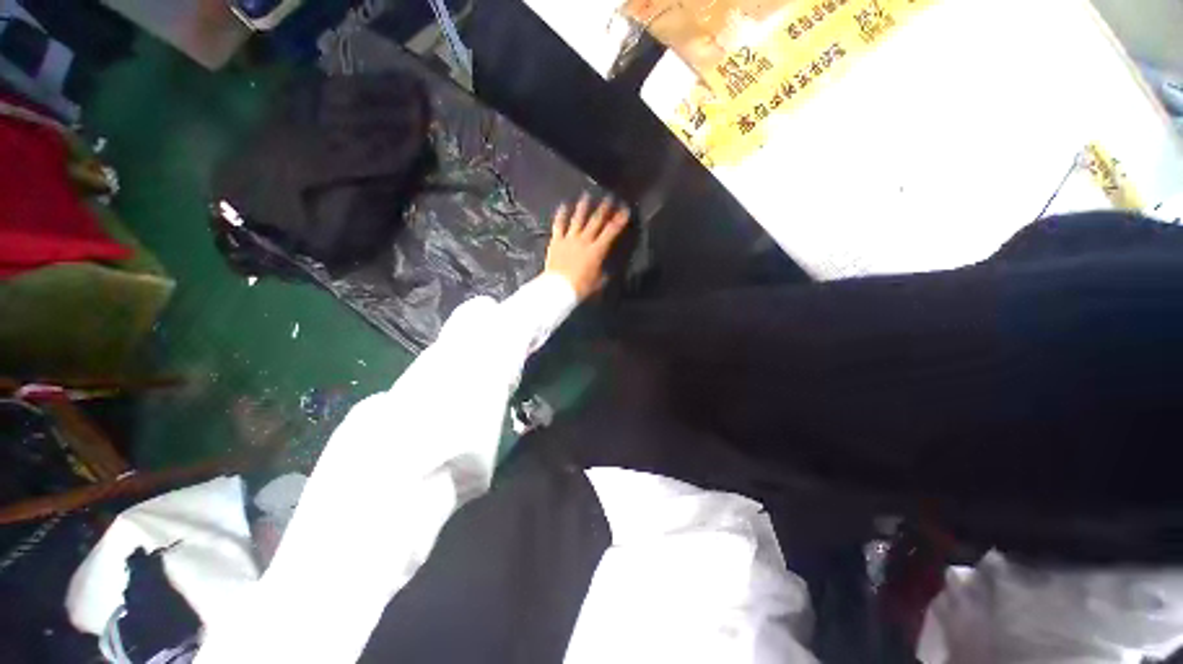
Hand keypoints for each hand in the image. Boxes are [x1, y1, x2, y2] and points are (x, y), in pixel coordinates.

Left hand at [545, 194, 630, 300]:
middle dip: (604, 209)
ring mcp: (569, 239)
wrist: (558, 288)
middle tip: (610, 198)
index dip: (619, 220)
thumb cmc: (580, 287)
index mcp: (597, 250)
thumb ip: (603, 273)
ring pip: (578, 219)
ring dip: (583, 206)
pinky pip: (559, 224)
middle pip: (596, 221)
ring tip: (587, 195)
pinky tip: (563, 205)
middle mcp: (584, 240)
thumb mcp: (598, 282)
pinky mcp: (557, 241)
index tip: (625, 210)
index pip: (611, 232)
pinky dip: (561, 214)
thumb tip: (607, 269)